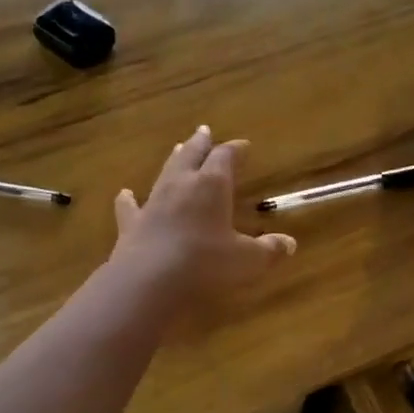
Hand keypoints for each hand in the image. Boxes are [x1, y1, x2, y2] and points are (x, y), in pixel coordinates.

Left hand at [110, 127, 296, 307]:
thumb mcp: (247, 261)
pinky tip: (124, 194)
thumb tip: (289, 244)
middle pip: (192, 155)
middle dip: (201, 143)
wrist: (149, 281)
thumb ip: (268, 250)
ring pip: (165, 172)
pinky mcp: (131, 223)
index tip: (244, 145)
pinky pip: (130, 206)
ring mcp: (153, 202)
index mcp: (212, 185)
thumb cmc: (206, 264)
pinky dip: (128, 199)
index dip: (235, 149)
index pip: (225, 157)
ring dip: (174, 160)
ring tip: (178, 149)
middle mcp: (181, 185)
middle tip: (204, 131)